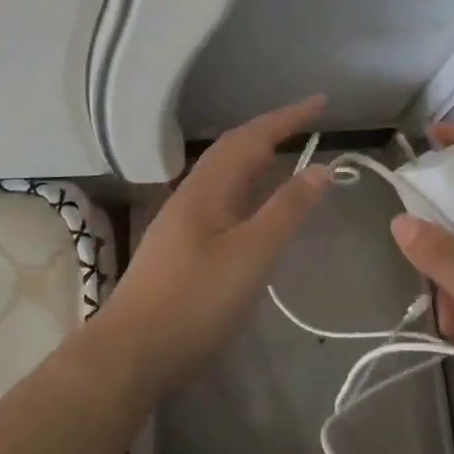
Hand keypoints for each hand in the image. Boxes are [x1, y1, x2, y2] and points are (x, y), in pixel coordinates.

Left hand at [110, 96, 331, 394]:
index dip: (288, 118)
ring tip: (289, 155)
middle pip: (233, 149)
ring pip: (225, 175)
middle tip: (309, 124)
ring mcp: (182, 221)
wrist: (131, 352)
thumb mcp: (252, 255)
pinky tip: (256, 208)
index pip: (251, 137)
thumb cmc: (195, 301)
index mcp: (207, 189)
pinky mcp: (181, 246)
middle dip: (271, 130)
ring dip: (257, 158)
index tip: (321, 102)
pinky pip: (222, 199)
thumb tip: (322, 167)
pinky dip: (247, 188)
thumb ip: (287, 210)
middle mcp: (192, 195)